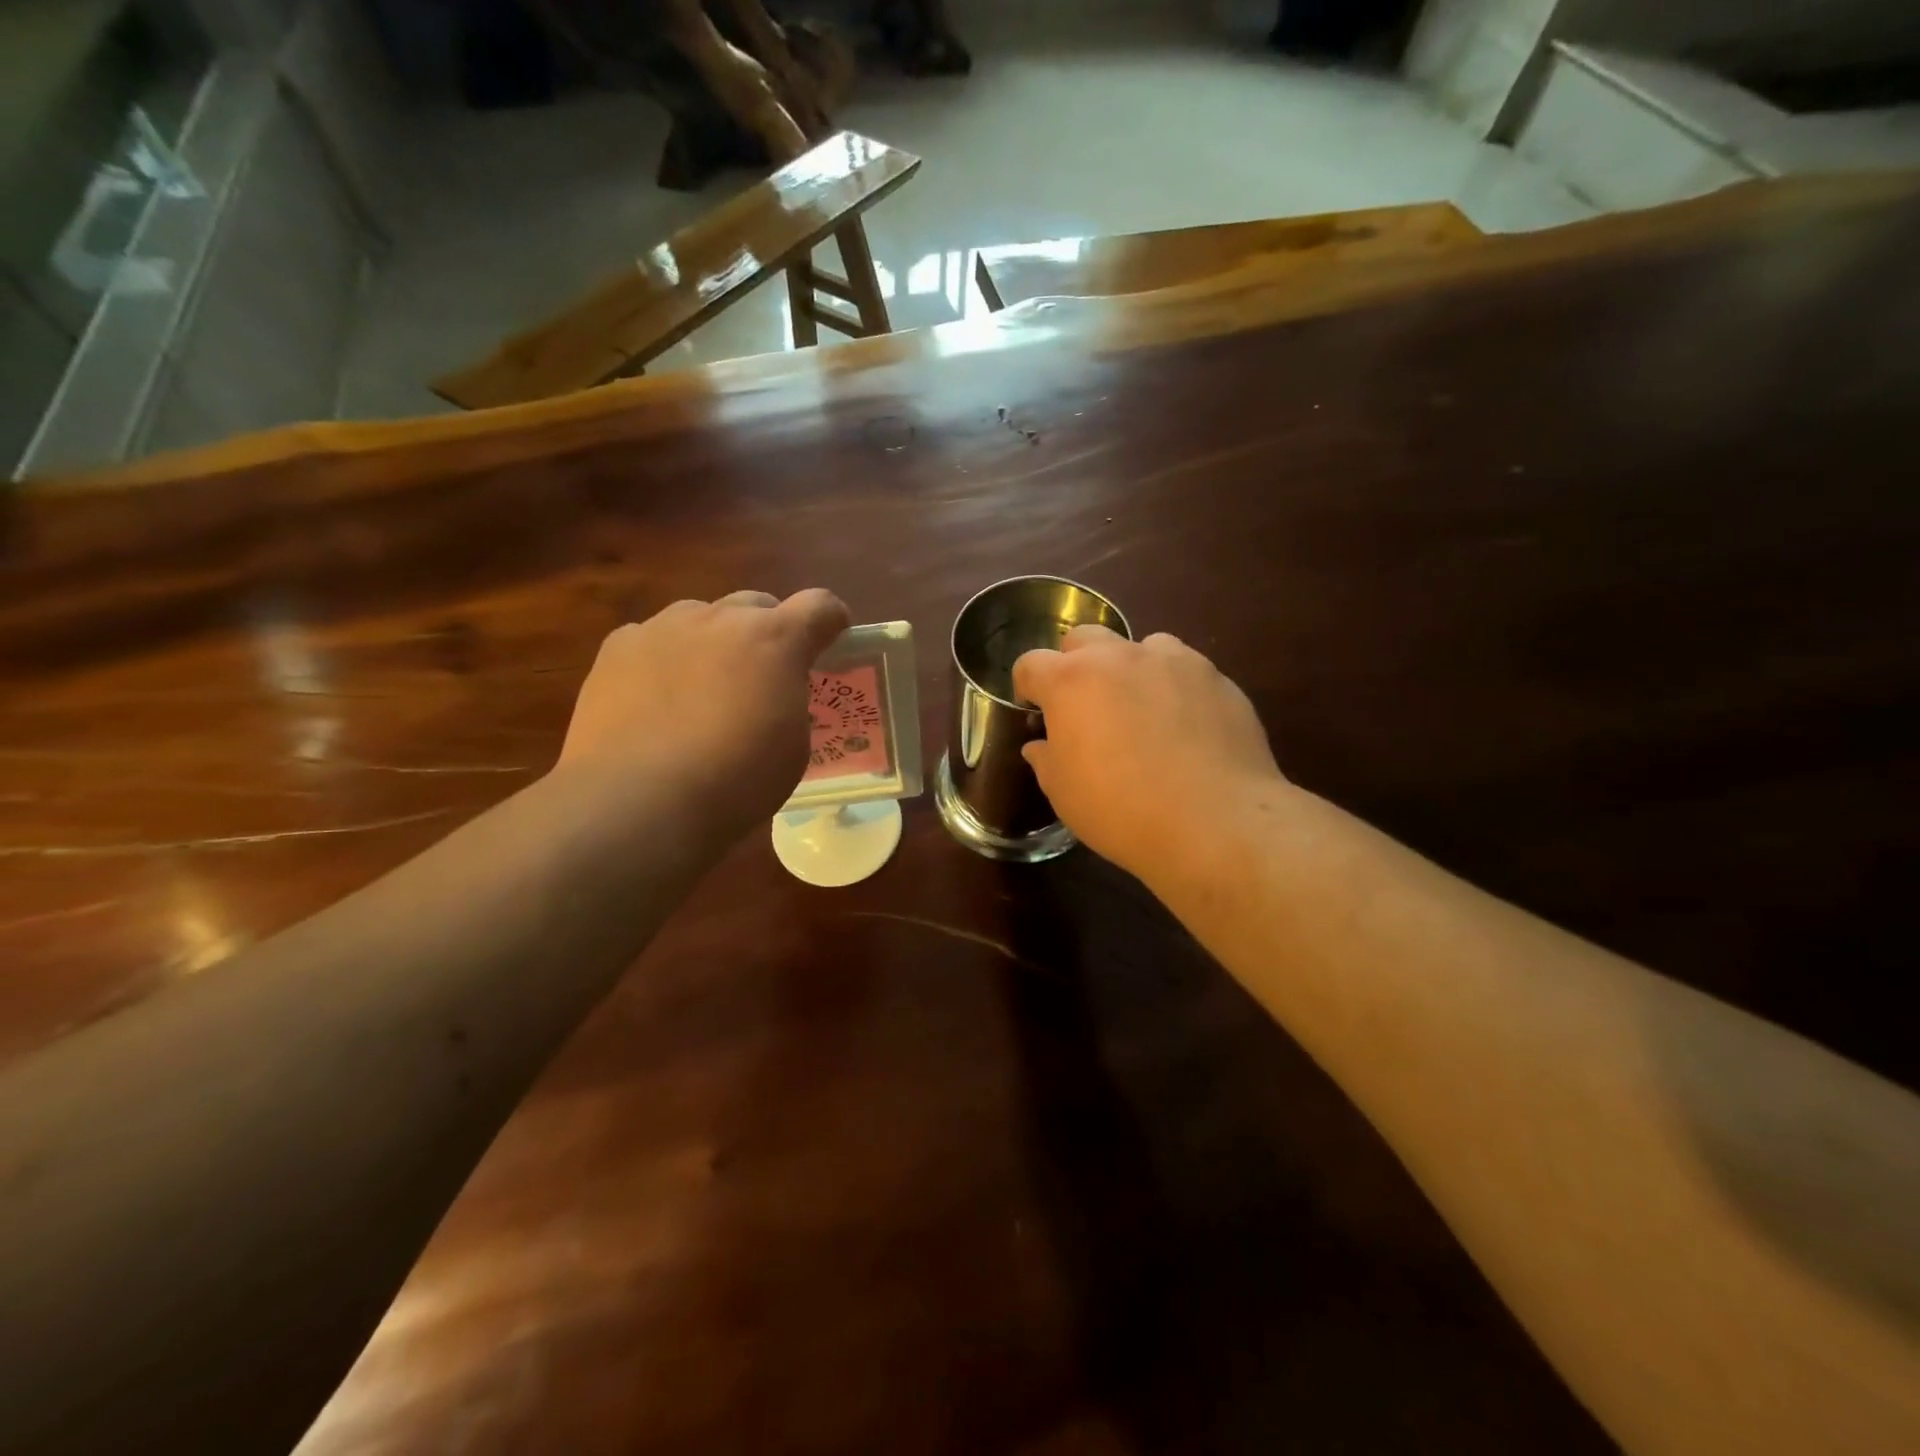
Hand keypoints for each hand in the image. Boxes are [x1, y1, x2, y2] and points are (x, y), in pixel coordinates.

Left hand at [558, 589, 849, 842]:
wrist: (639, 801)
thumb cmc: (735, 782)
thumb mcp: (793, 748)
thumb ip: (791, 702)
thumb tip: (773, 694)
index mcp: (775, 639)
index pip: (820, 605)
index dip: (831, 621)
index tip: (833, 641)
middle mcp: (720, 618)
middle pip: (756, 604)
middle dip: (768, 631)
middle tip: (764, 675)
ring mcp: (663, 627)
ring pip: (701, 617)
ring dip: (714, 642)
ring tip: (703, 690)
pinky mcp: (617, 647)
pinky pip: (653, 639)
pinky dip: (664, 659)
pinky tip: (656, 700)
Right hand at [1013, 626, 1285, 883]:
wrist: (1215, 823)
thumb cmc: (1121, 810)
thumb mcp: (1063, 793)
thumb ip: (1046, 759)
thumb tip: (1042, 746)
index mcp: (1071, 681)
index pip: (1031, 663)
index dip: (1027, 687)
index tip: (1035, 713)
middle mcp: (1119, 657)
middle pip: (1084, 639)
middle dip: (1075, 665)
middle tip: (1085, 707)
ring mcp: (1173, 662)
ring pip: (1140, 646)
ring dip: (1130, 670)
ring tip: (1141, 711)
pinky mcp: (1217, 678)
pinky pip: (1185, 669)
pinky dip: (1174, 687)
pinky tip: (1185, 726)